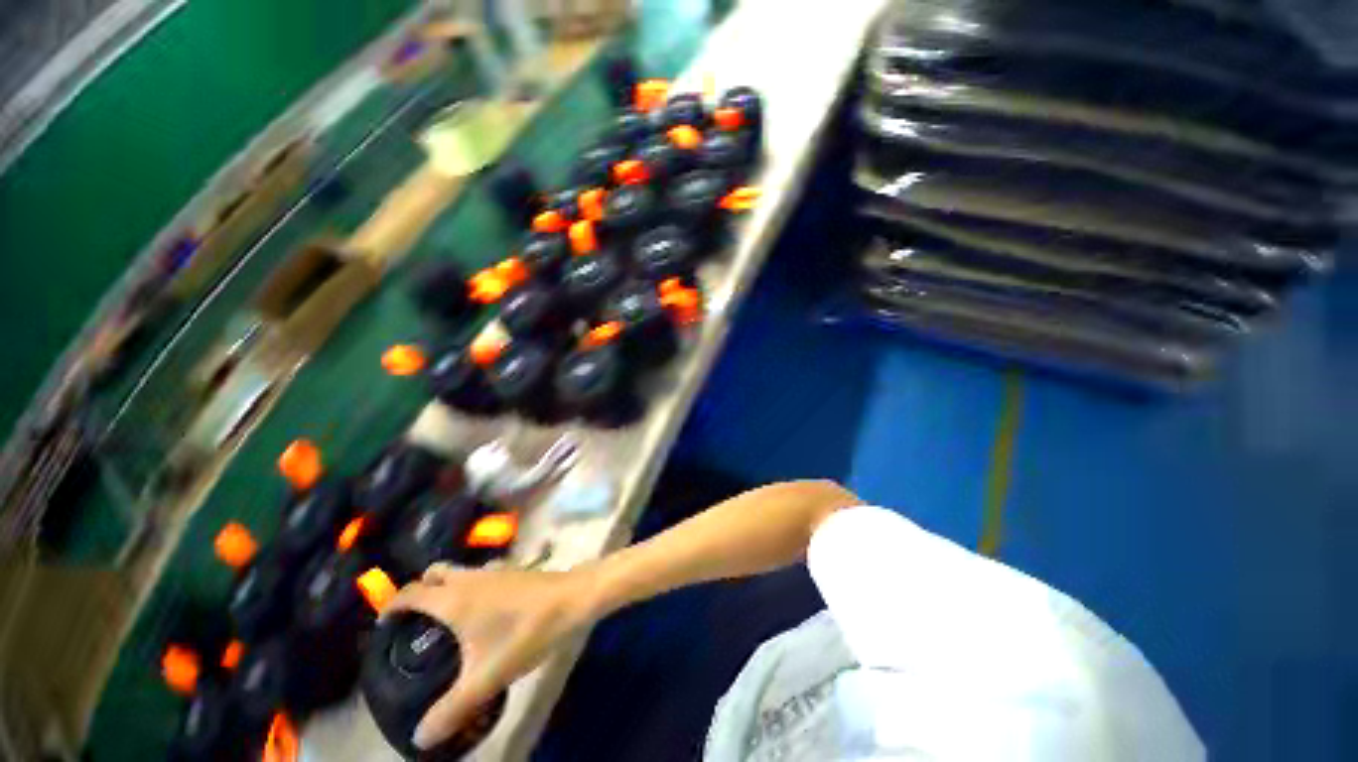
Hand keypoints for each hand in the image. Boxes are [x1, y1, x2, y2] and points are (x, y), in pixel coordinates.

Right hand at [385, 563, 599, 749]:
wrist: (572, 599)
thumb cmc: (526, 633)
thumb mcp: (486, 678)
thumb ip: (451, 710)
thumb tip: (419, 739)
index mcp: (454, 598)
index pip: (410, 593)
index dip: (391, 606)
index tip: (383, 627)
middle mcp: (469, 577)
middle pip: (434, 573)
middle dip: (419, 591)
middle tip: (414, 623)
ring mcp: (494, 569)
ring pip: (459, 571)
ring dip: (446, 587)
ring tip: (444, 621)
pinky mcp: (513, 570)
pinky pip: (480, 574)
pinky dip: (469, 586)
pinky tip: (480, 612)